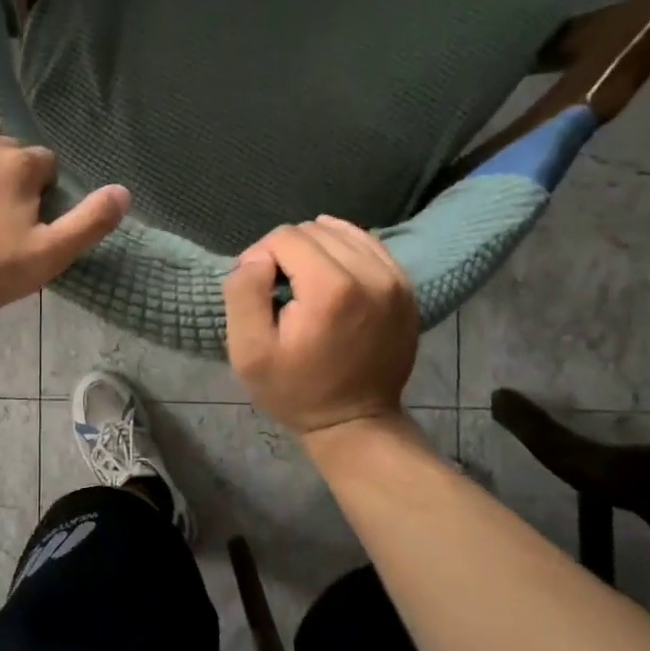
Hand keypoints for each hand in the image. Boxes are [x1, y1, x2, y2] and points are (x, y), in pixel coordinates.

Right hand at [223, 216, 419, 437]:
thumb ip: (243, 293)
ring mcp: (394, 279)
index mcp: (331, 288)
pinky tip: (330, 279)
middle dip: (288, 252)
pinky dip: (343, 253)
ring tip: (304, 286)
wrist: (355, 421)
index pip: (285, 237)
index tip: (258, 292)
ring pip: (342, 232)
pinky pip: (368, 246)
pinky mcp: (406, 287)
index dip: (260, 257)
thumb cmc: (295, 390)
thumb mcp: (248, 351)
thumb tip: (256, 257)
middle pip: (314, 230)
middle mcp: (371, 273)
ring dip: (316, 250)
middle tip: (279, 292)